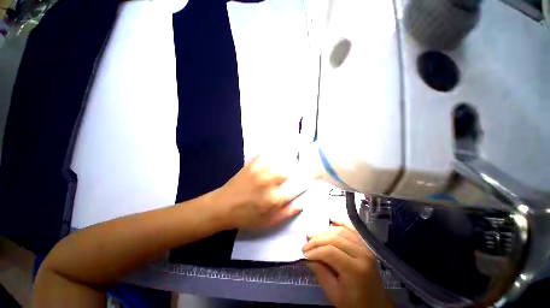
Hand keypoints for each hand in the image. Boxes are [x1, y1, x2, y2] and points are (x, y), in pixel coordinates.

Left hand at [213, 156, 302, 229]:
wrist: (222, 207)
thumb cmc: (246, 217)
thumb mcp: (268, 222)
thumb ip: (286, 214)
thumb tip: (301, 205)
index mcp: (274, 199)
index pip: (296, 188)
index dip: (303, 183)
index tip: (307, 180)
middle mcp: (269, 183)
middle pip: (288, 172)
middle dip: (295, 171)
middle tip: (296, 171)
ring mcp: (260, 172)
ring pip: (279, 161)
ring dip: (286, 160)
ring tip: (290, 159)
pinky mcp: (252, 165)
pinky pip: (265, 154)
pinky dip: (272, 153)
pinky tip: (276, 152)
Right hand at [303, 221, 390, 307]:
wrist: (375, 305)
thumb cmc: (354, 304)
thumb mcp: (334, 293)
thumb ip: (320, 272)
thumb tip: (307, 256)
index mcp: (356, 269)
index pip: (330, 251)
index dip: (314, 251)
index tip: (304, 254)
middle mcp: (362, 254)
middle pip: (335, 238)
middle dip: (317, 239)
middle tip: (306, 244)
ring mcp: (365, 248)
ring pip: (341, 231)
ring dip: (324, 231)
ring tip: (312, 234)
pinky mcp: (366, 245)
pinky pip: (352, 229)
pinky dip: (341, 222)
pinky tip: (331, 219)